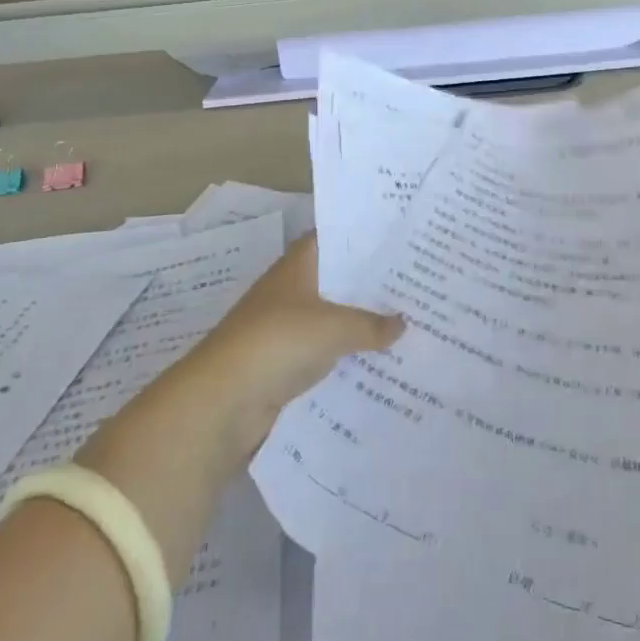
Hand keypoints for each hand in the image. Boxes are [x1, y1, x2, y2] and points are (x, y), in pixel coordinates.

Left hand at [187, 235, 403, 447]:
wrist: (223, 403)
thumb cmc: (277, 343)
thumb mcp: (333, 327)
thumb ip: (371, 324)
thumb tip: (403, 322)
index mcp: (298, 265)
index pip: (335, 239)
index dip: (365, 237)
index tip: (400, 240)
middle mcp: (293, 290)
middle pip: (338, 280)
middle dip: (371, 284)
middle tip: (417, 283)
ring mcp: (287, 328)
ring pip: (334, 318)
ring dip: (362, 324)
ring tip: (410, 323)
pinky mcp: (286, 364)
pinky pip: (326, 353)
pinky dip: (349, 356)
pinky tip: (381, 362)